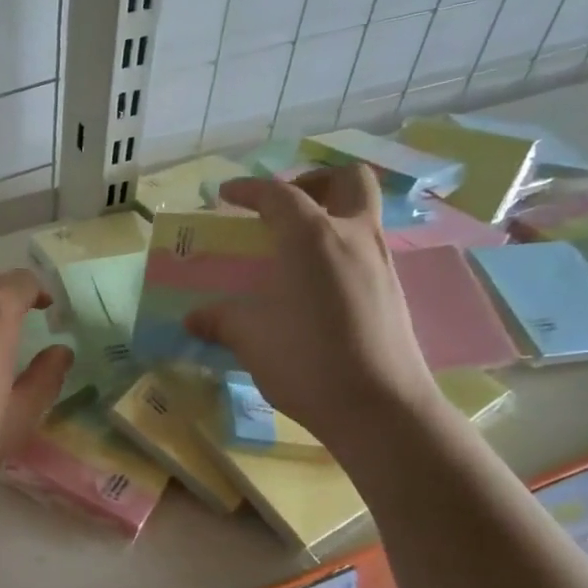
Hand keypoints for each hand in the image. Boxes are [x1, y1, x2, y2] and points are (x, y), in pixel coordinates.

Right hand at [183, 166, 441, 449]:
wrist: (380, 408)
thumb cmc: (306, 361)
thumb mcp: (250, 339)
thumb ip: (220, 320)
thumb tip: (192, 319)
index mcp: (312, 237)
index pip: (278, 194)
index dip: (248, 189)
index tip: (225, 195)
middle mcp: (353, 236)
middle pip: (347, 180)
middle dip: (314, 182)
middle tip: (284, 208)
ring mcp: (381, 262)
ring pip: (364, 212)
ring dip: (331, 214)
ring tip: (296, 250)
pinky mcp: (394, 291)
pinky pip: (367, 249)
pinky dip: (341, 250)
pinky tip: (317, 287)